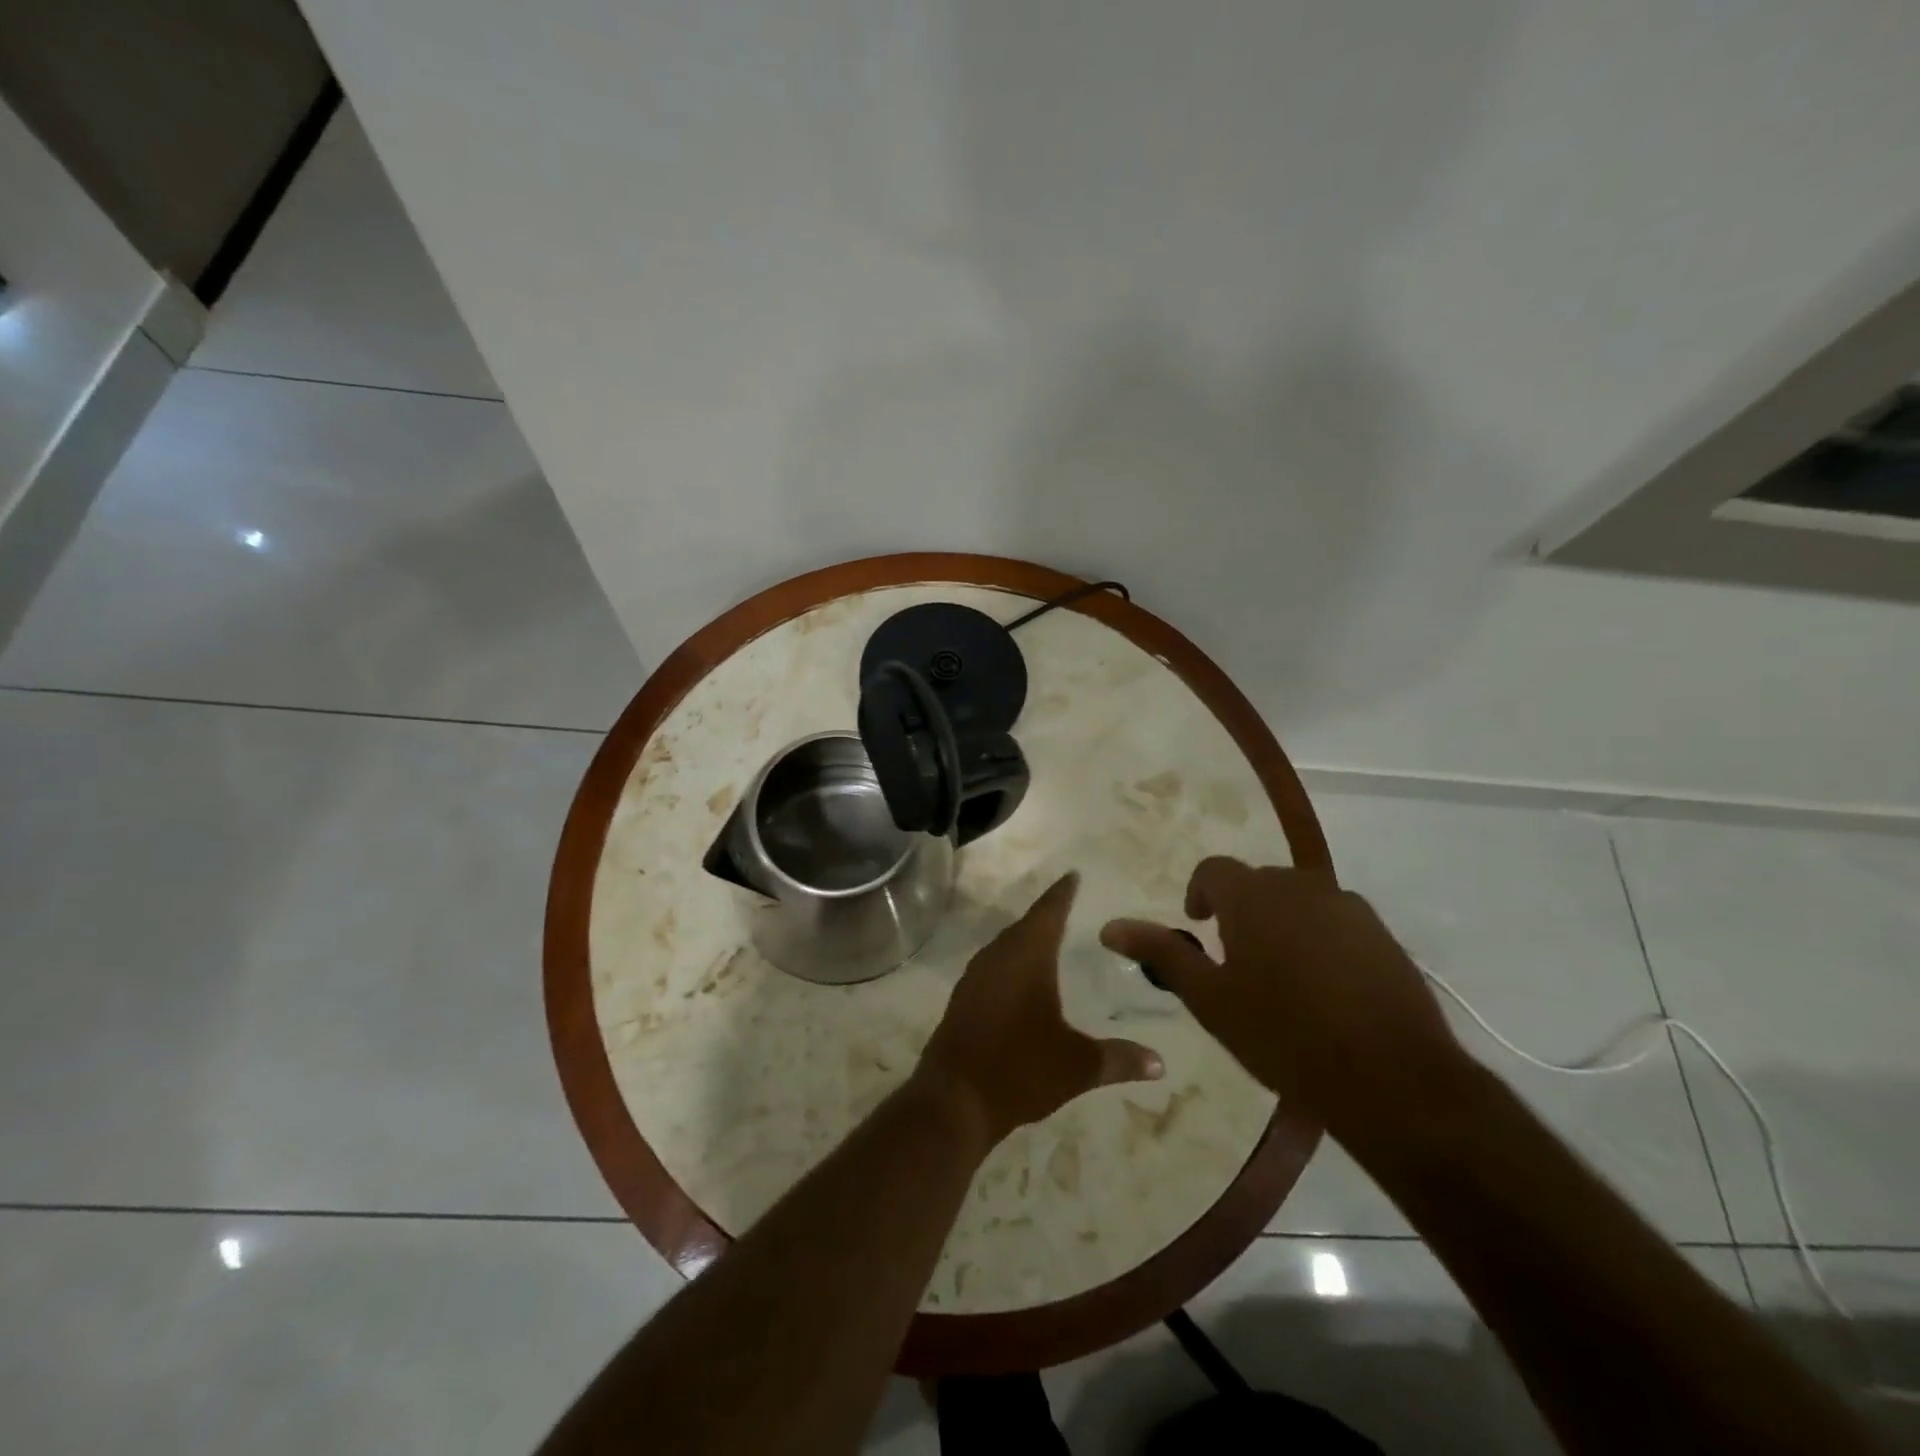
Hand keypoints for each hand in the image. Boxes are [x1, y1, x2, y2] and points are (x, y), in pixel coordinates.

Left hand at [917, 872, 1163, 1144]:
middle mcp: (998, 957)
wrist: (954, 1099)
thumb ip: (1119, 1059)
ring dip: (1026, 939)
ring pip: (1005, 946)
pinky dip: (1010, 962)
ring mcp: (975, 977)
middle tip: (1068, 906)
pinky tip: (1020, 979)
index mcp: (1027, 957)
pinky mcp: (963, 998)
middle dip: (1047, 915)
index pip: (1048, 913)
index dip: (1062, 893)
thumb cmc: (1020, 1070)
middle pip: (1025, 926)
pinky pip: (992, 966)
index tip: (1073, 875)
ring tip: (1048, 939)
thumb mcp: (1078, 1066)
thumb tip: (1160, 1062)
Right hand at [1100, 858, 1463, 1147]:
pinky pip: (1336, 922)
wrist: (1393, 1079)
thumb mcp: (1210, 998)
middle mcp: (1301, 886)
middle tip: (1237, 963)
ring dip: (1281, 925)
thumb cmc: (1284, 1036)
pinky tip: (1325, 991)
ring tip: (1282, 980)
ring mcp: (1348, 907)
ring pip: (1299, 902)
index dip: (1199, 895)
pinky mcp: (1383, 935)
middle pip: (1257, 884)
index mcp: (1254, 895)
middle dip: (1240, 912)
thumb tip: (1110, 925)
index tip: (1199, 928)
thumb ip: (1162, 953)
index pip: (1213, 870)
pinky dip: (1320, 941)